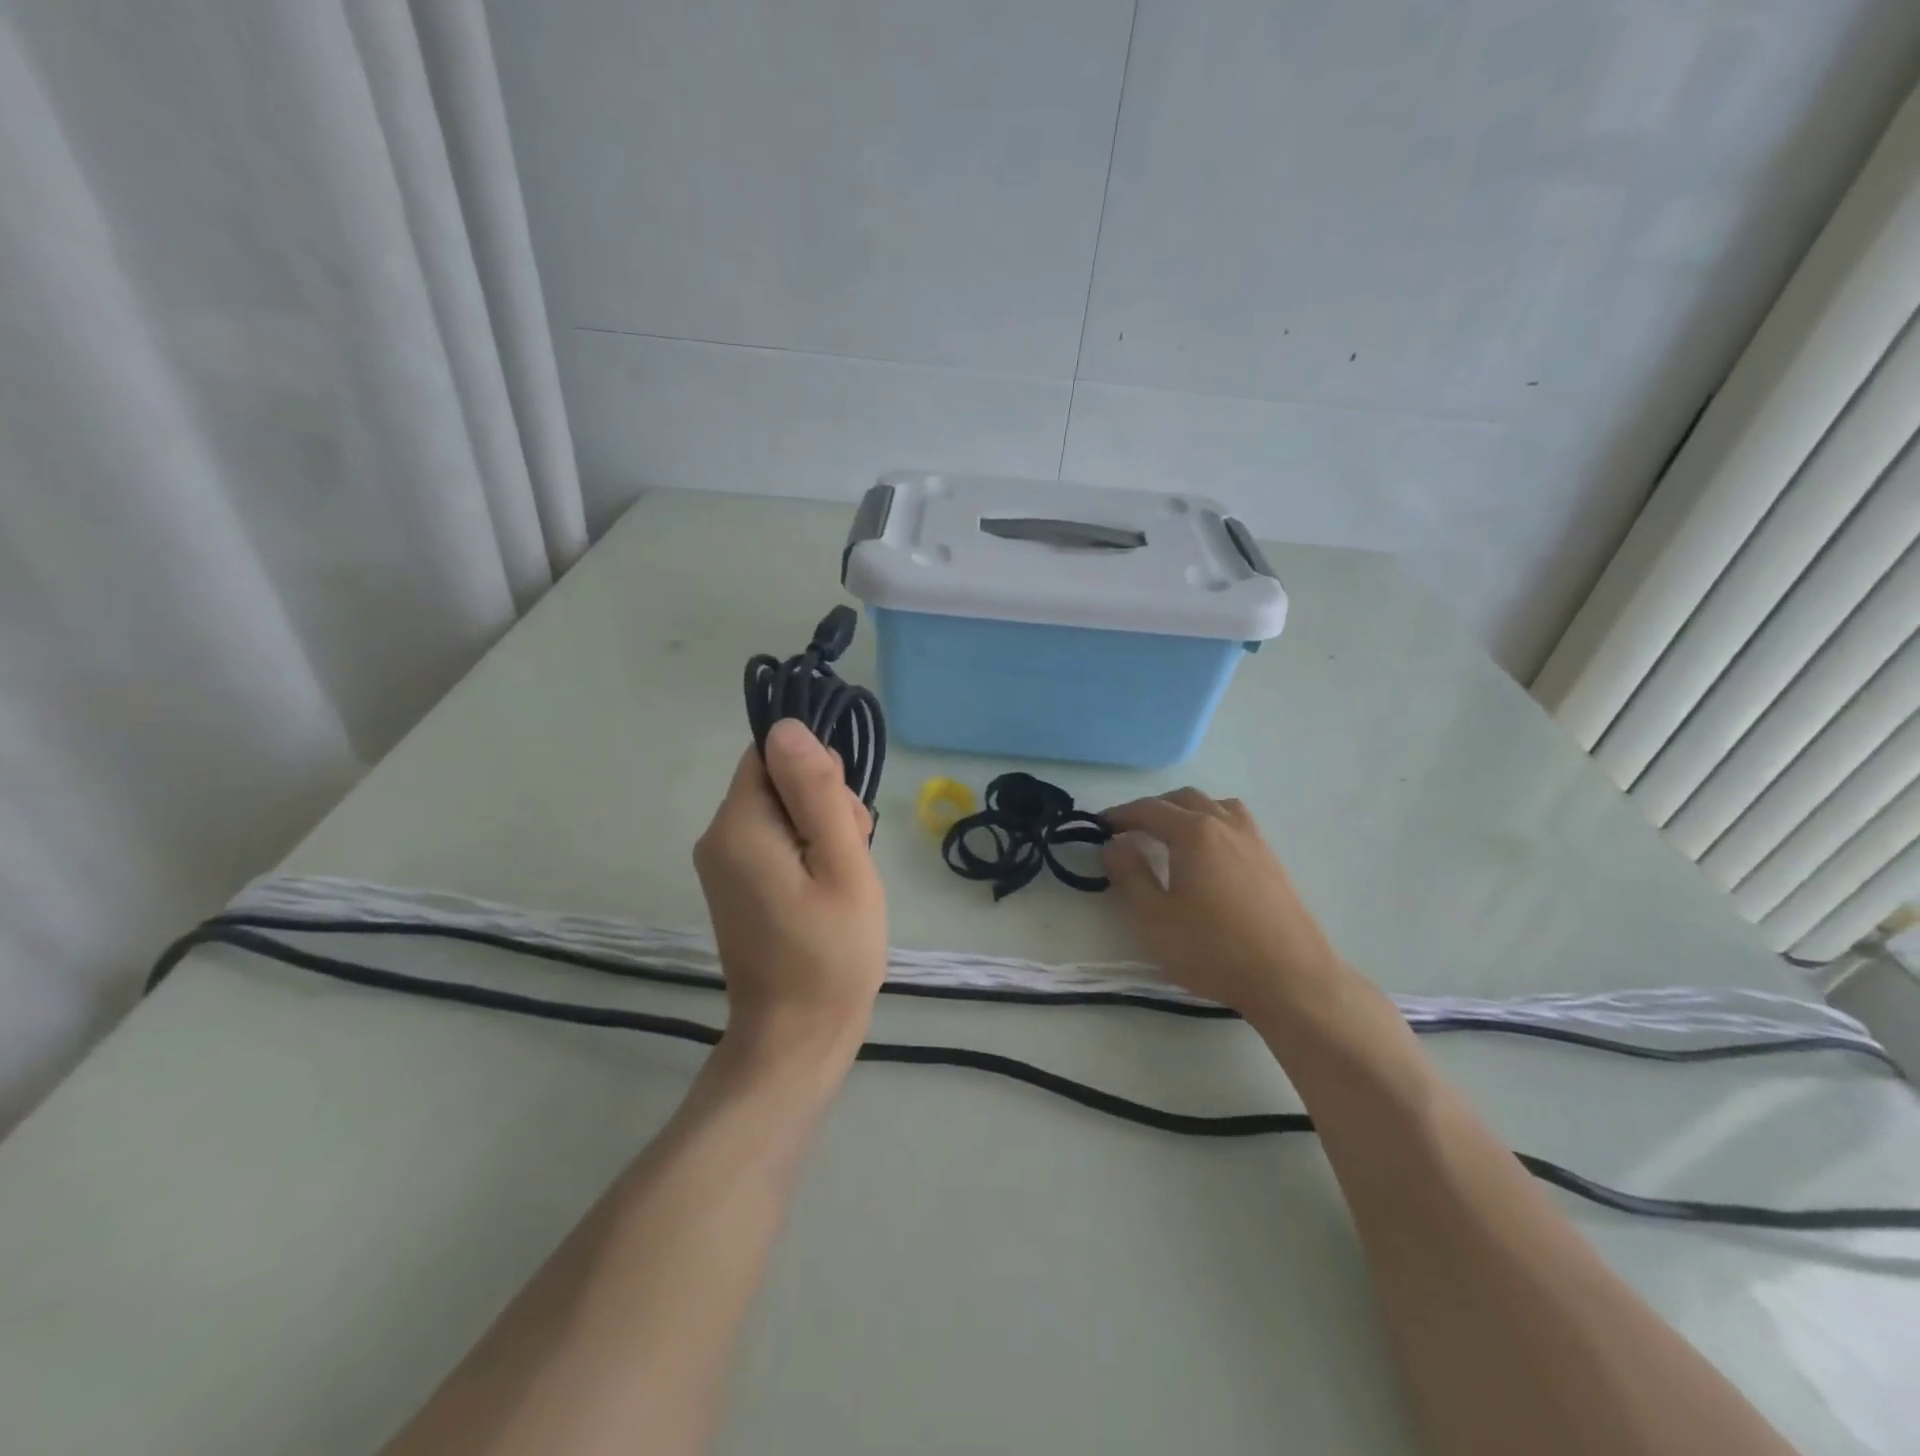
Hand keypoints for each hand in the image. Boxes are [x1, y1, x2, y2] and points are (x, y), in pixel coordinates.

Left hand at [694, 720, 887, 1054]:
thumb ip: (817, 792)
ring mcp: (725, 864)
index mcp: (738, 826)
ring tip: (845, 880)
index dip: (816, 771)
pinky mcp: (738, 885)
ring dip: (822, 830)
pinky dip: (809, 853)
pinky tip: (831, 888)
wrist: (797, 1038)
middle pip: (777, 780)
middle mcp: (718, 837)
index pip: (771, 752)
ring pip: (782, 811)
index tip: (844, 814)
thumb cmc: (830, 953)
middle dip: (824, 803)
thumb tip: (789, 726)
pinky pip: (777, 841)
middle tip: (852, 855)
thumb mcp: (841, 864)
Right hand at [1101, 788, 1343, 1018]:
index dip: (1120, 815)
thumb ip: (1130, 874)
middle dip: (1153, 809)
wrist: (1290, 978)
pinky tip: (1208, 855)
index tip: (1099, 826)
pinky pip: (1236, 824)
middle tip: (1130, 831)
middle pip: (1184, 799)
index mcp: (1194, 832)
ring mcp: (1254, 841)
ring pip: (1215, 806)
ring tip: (1170, 835)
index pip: (1149, 809)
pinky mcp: (1272, 861)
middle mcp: (1226, 824)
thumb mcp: (1154, 917)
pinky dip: (1212, 824)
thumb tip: (1113, 844)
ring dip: (1187, 811)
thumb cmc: (1213, 949)